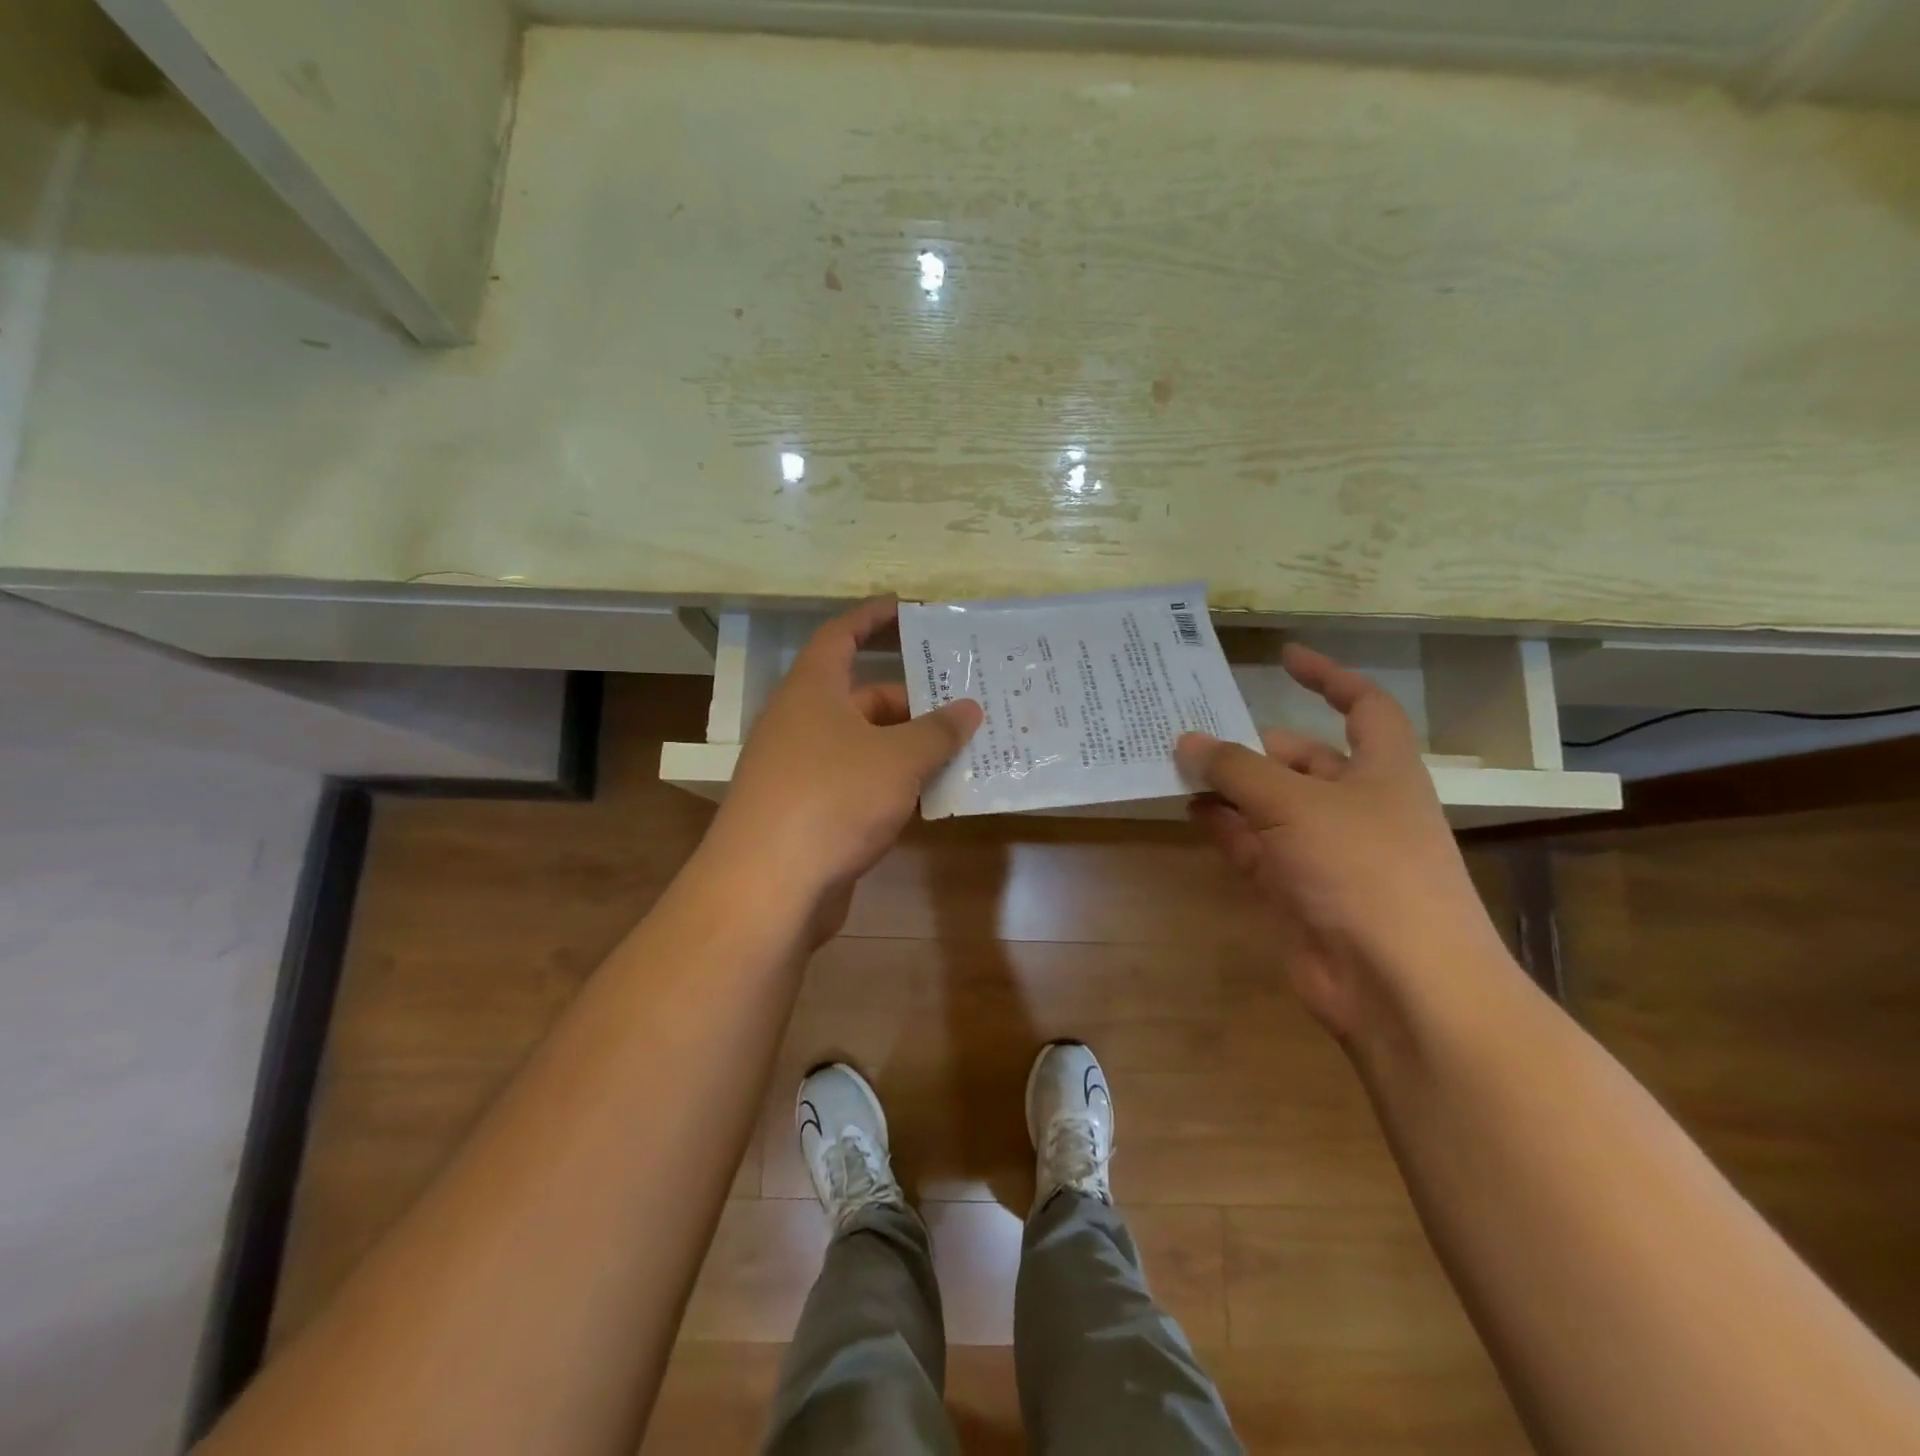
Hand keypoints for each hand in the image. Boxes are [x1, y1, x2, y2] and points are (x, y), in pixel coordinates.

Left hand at [706, 598, 982, 932]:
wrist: (767, 887)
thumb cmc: (833, 798)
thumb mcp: (897, 759)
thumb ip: (937, 731)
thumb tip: (969, 708)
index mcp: (813, 691)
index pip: (840, 636)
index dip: (872, 617)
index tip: (907, 609)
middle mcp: (802, 723)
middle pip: (863, 697)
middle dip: (913, 701)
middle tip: (965, 705)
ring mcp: (801, 771)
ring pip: (865, 746)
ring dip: (908, 748)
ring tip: (962, 751)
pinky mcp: (808, 813)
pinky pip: (858, 784)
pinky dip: (892, 785)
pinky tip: (930, 799)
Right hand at [1174, 644, 1504, 1037]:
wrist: (1399, 984)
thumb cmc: (1363, 870)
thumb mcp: (1294, 804)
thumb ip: (1236, 769)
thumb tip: (1187, 741)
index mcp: (1382, 771)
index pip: (1362, 706)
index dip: (1328, 677)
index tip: (1283, 658)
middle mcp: (1357, 806)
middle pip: (1301, 760)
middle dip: (1251, 745)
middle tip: (1192, 731)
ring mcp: (1327, 851)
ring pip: (1271, 805)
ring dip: (1230, 787)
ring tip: (1176, 767)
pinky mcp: (1299, 891)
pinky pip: (1256, 846)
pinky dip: (1226, 828)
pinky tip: (1189, 811)